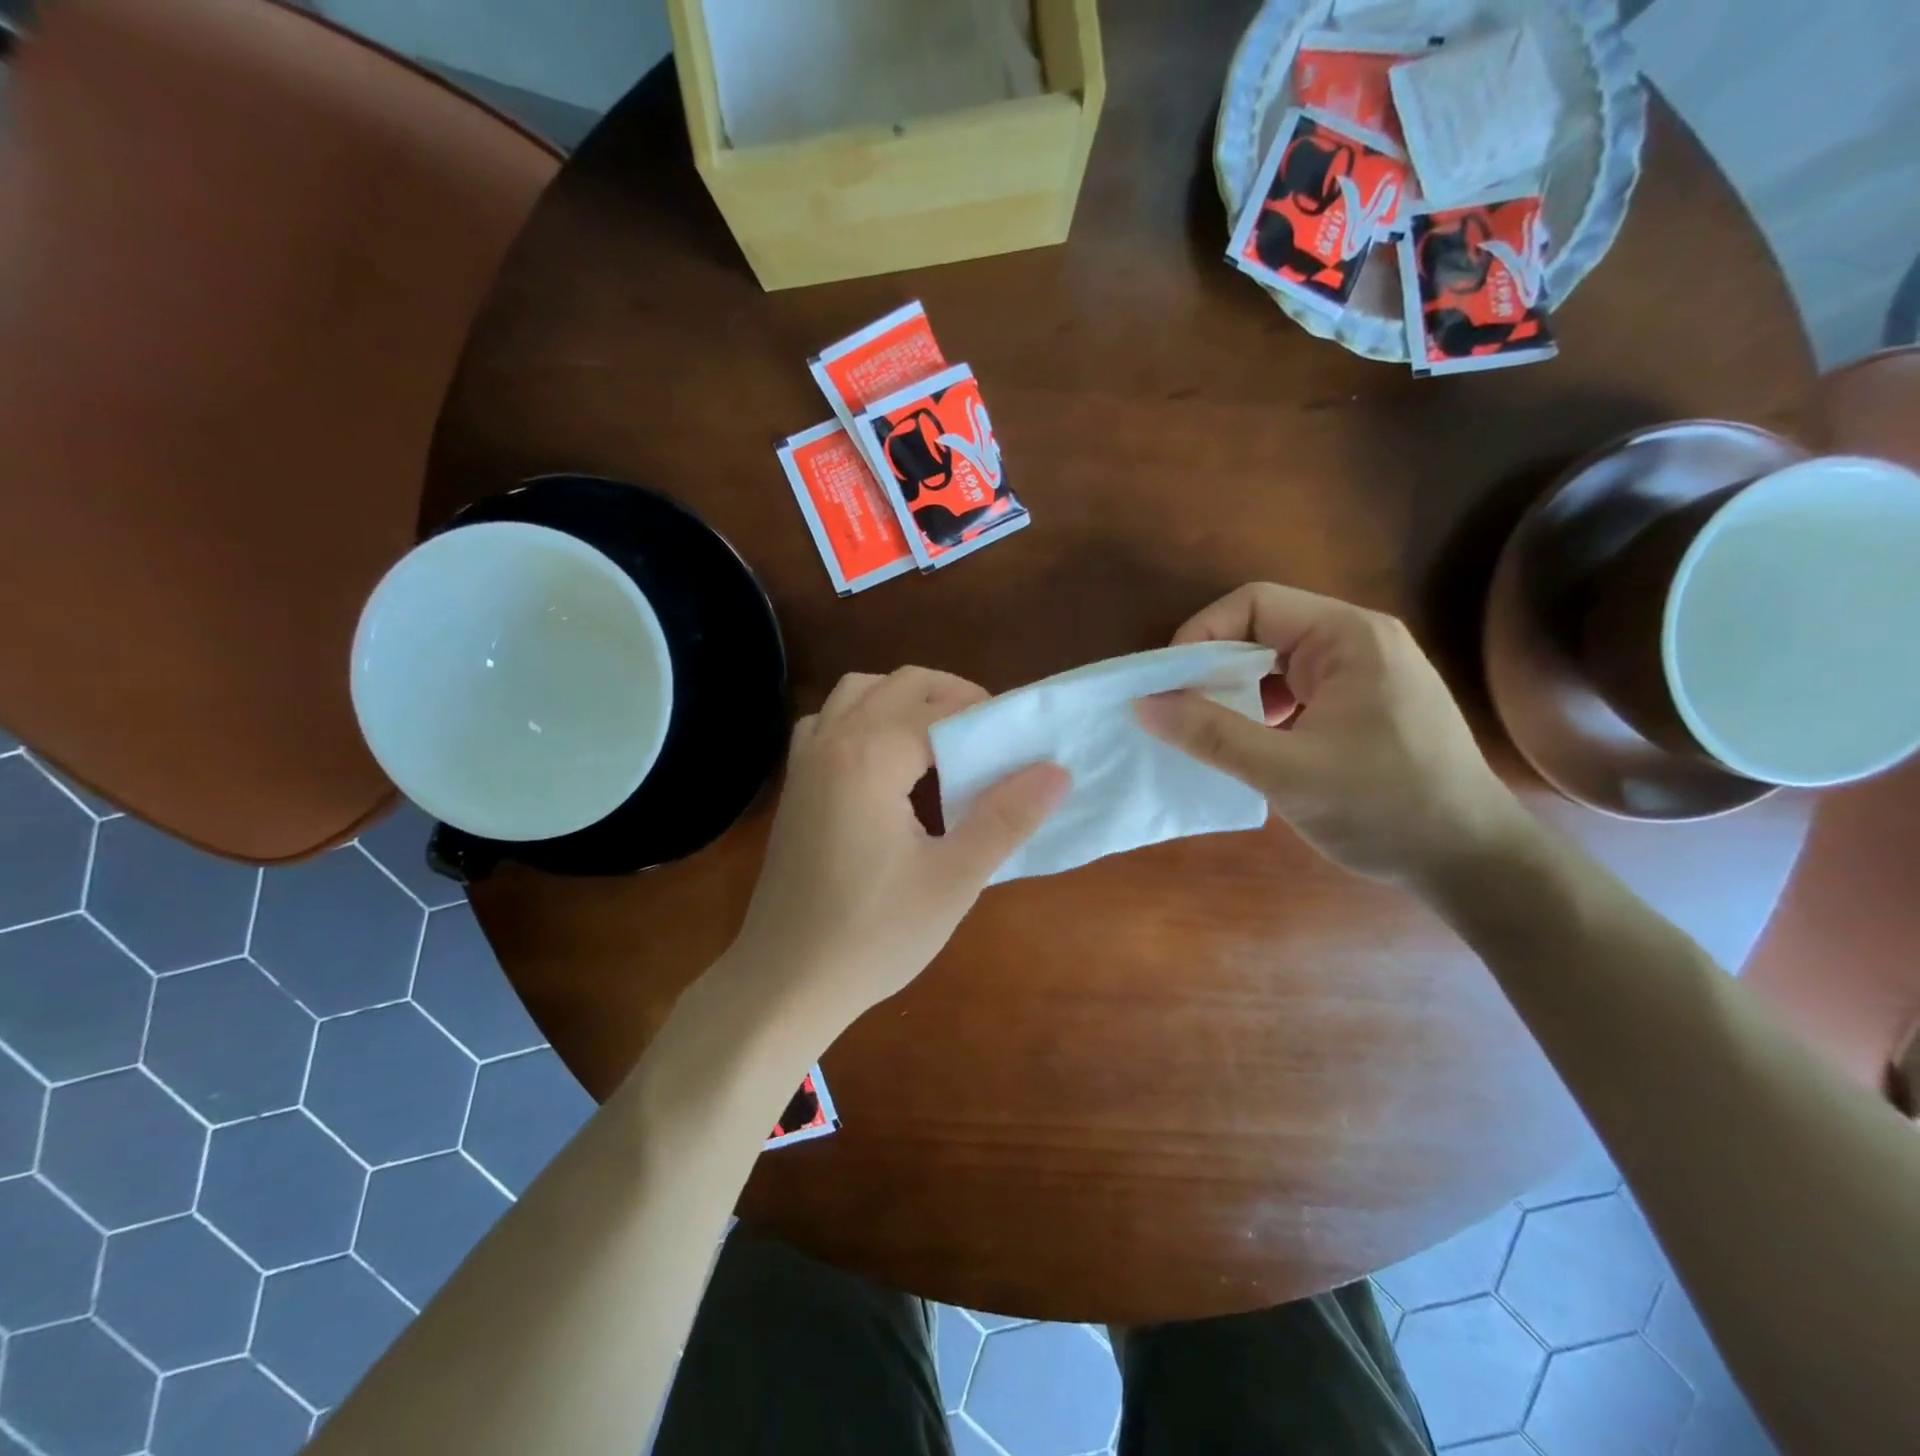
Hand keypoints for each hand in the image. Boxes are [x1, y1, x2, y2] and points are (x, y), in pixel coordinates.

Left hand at [730, 667, 1069, 1034]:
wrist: (785, 982)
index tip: (1025, 741)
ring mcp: (805, 760)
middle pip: (901, 683)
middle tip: (991, 736)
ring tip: (941, 738)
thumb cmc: (873, 936)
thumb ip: (1007, 818)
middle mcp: (833, 741)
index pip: (942, 709)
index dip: (989, 717)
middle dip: (953, 696)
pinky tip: (885, 759)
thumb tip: (1056, 771)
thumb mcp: (954, 880)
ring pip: (859, 691)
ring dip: (905, 698)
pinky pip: (829, 720)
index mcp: (871, 757)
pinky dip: (863, 717)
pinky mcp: (795, 784)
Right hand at [1136, 583, 1524, 886]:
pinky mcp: (1366, 705)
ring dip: (1236, 691)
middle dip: (1214, 666)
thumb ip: (1211, 734)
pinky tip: (1249, 745)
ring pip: (1277, 662)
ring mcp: (1366, 673)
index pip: (1255, 604)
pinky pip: (1297, 690)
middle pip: (1264, 629)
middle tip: (1179, 710)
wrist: (1473, 862)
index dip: (1202, 634)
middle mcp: (1359, 641)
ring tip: (1208, 730)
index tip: (1170, 684)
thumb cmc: (1385, 808)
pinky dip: (1262, 710)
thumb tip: (1144, 705)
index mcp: (1349, 637)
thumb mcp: (1287, 772)